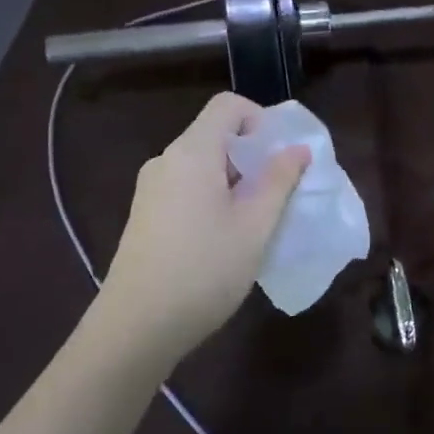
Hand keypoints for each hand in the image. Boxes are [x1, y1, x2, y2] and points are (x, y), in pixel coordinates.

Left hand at [92, 93, 309, 368]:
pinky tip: (224, 238)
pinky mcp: (144, 215)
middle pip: (215, 135)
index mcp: (192, 152)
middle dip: (252, 155)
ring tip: (255, 221)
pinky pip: (186, 187)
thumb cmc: (204, 270)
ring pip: (202, 164)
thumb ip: (279, 181)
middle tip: (278, 193)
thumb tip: (297, 149)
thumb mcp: (254, 226)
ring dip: (234, 180)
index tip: (281, 156)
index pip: (227, 106)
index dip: (260, 119)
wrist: (135, 328)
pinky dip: (212, 197)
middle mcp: (166, 161)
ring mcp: (150, 189)